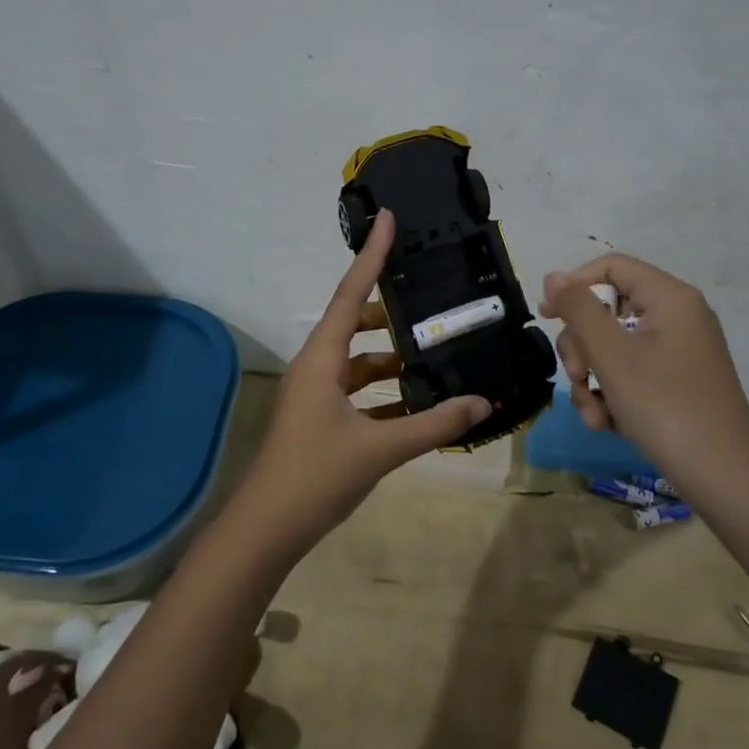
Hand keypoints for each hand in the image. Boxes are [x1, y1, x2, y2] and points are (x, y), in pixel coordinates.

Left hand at [224, 209, 489, 561]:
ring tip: (433, 354)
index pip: (351, 293)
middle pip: (354, 322)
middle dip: (391, 312)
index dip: (371, 255)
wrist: (266, 528)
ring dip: (390, 356)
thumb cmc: (315, 476)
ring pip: (357, 359)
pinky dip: (384, 391)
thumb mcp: (381, 449)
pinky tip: (417, 403)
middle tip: (431, 303)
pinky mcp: (320, 418)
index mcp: (322, 358)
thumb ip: (434, 425)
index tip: (388, 219)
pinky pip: (357, 391)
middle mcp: (316, 366)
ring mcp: (315, 393)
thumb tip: (482, 403)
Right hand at [539, 253, 748, 490]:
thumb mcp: (612, 355)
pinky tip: (607, 423)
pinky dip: (613, 394)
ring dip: (592, 379)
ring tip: (594, 414)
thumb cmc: (665, 406)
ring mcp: (679, 352)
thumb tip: (553, 276)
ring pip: (613, 348)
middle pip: (608, 311)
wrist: (724, 479)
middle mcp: (678, 317)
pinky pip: (631, 373)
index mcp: (670, 298)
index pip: (611, 268)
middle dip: (582, 347)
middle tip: (576, 376)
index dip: (574, 285)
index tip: (546, 316)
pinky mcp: (677, 382)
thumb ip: (579, 309)